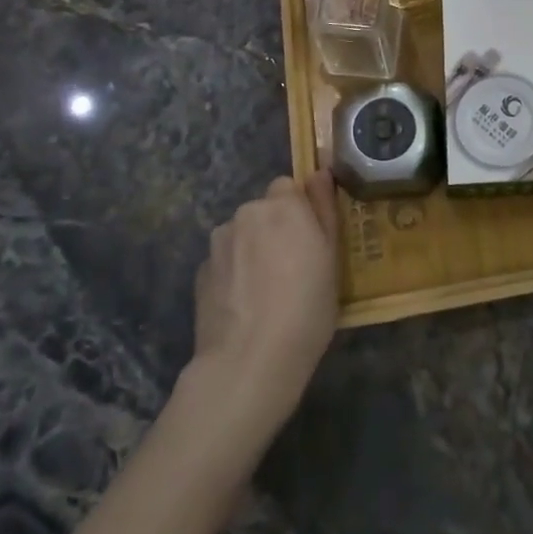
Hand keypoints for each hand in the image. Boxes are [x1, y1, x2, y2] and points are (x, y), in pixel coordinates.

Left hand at [189, 170, 339, 439]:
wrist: (248, 361)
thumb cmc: (305, 307)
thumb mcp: (332, 257)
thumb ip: (324, 207)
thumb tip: (320, 172)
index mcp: (283, 205)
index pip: (289, 187)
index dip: (299, 210)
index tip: (309, 240)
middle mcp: (247, 213)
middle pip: (263, 210)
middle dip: (275, 229)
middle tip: (292, 268)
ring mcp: (218, 242)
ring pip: (242, 235)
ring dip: (252, 250)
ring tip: (265, 291)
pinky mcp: (200, 272)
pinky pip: (225, 261)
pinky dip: (234, 274)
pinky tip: (244, 306)